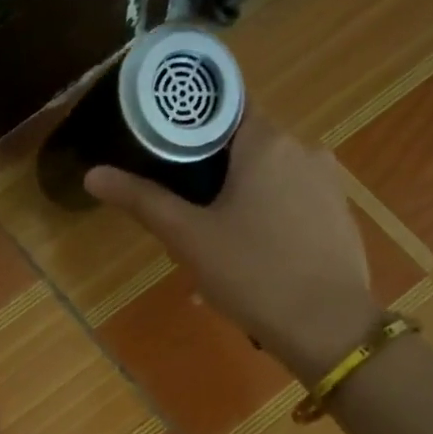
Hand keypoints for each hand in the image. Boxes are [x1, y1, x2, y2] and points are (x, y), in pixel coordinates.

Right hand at [84, 110, 380, 382]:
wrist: (328, 327)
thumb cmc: (252, 274)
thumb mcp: (189, 238)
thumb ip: (142, 201)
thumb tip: (93, 174)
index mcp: (266, 142)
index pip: (223, 106)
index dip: (189, 124)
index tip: (163, 150)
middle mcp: (304, 149)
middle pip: (244, 146)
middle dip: (211, 176)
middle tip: (183, 215)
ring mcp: (328, 182)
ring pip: (269, 180)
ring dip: (239, 203)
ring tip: (214, 249)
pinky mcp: (340, 215)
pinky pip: (292, 205)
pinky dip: (268, 222)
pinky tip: (252, 263)